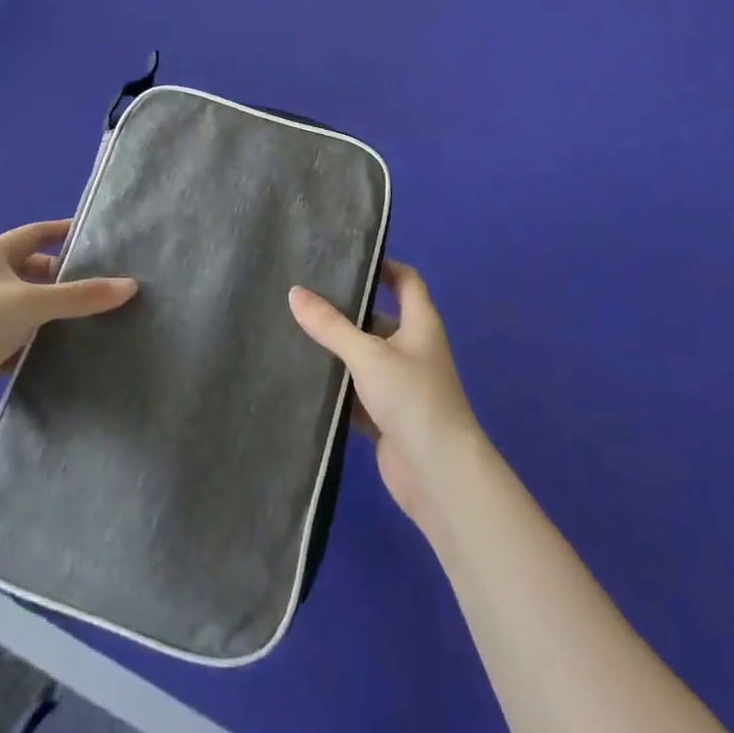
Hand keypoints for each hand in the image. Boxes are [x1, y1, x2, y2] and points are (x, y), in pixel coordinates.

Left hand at [0, 219, 135, 445]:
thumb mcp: (34, 304)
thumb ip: (82, 296)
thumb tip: (130, 286)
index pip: (35, 234)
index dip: (64, 233)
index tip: (96, 239)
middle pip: (32, 271)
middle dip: (62, 278)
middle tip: (100, 284)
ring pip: (26, 307)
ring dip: (51, 313)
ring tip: (92, 317)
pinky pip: (17, 338)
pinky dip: (37, 342)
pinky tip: (63, 350)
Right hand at [289, 260, 481, 531]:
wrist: (439, 475)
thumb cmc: (412, 398)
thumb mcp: (367, 354)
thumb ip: (330, 325)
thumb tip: (294, 292)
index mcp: (420, 323)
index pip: (405, 280)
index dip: (383, 266)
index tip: (346, 258)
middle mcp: (412, 348)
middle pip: (378, 318)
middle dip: (347, 309)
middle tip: (304, 295)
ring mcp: (399, 385)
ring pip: (364, 358)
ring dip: (337, 350)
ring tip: (294, 330)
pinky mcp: (385, 417)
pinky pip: (356, 393)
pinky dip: (336, 387)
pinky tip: (304, 378)